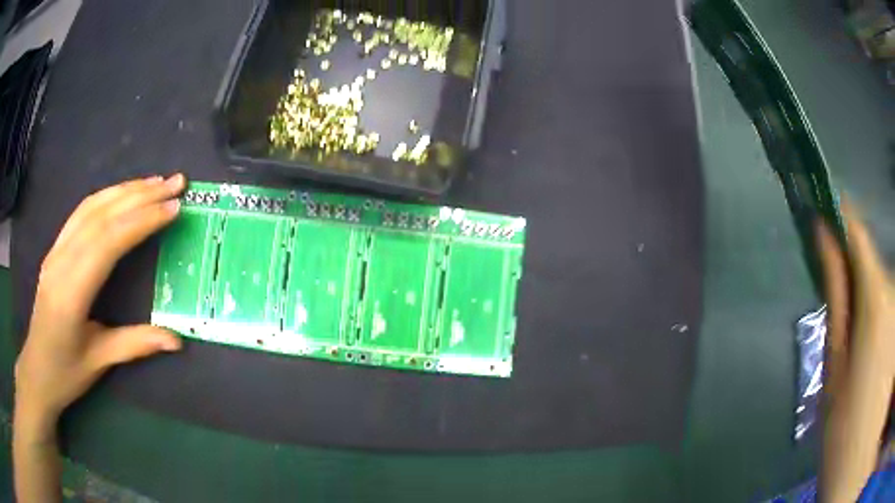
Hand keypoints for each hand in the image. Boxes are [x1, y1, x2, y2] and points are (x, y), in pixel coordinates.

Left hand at [14, 174, 185, 430]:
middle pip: (101, 215)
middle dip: (139, 195)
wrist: (36, 370)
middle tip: (175, 183)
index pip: (108, 242)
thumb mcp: (99, 362)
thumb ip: (135, 344)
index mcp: (71, 292)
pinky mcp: (55, 249)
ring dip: (124, 190)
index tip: (173, 209)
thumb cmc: (65, 372)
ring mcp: (56, 251)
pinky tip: (122, 194)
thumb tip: (176, 340)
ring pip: (90, 207)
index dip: (141, 221)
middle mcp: (61, 261)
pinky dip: (105, 197)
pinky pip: (80, 213)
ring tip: (155, 182)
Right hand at [817, 203, 894, 502]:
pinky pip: (891, 306)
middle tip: (843, 320)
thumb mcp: (834, 368)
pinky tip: (876, 357)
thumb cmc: (845, 427)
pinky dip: (882, 318)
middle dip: (856, 277)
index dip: (840, 216)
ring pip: (884, 287)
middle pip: (872, 264)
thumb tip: (824, 240)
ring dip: (870, 303)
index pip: (857, 232)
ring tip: (861, 353)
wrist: (854, 465)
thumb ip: (836, 298)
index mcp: (876, 299)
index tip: (823, 209)